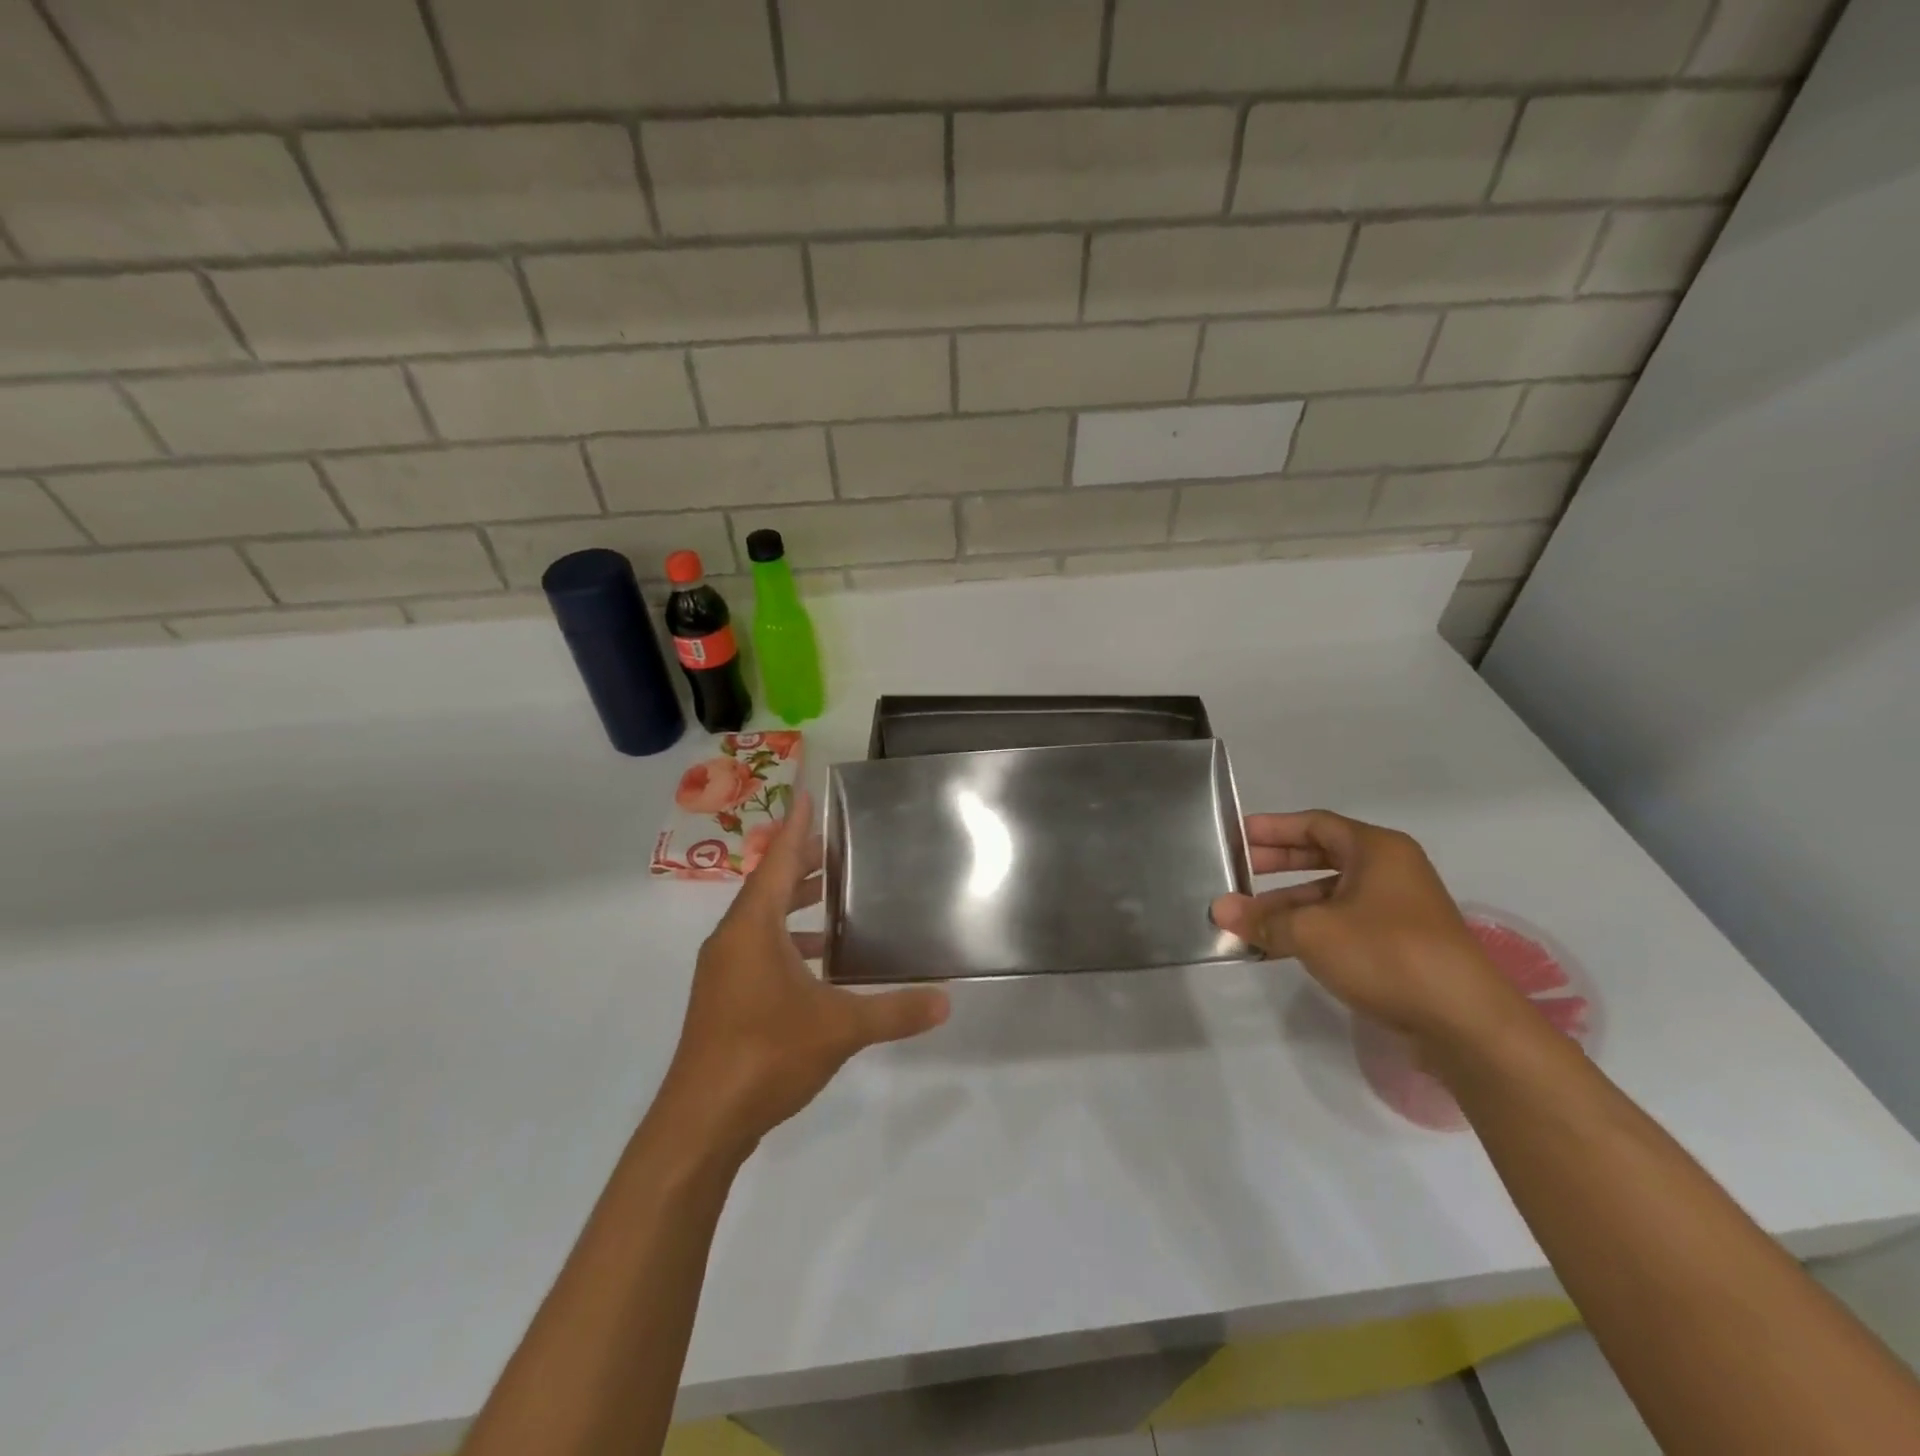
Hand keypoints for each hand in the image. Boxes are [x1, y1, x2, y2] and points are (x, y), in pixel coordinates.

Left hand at [659, 792, 949, 1153]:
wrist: (700, 1123)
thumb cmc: (765, 1055)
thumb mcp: (839, 1028)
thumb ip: (894, 1011)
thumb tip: (946, 1001)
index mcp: (752, 929)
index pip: (776, 862)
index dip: (795, 829)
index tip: (808, 796)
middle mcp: (732, 941)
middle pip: (767, 887)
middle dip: (799, 863)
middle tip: (836, 844)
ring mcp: (723, 973)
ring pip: (761, 921)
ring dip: (793, 905)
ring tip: (832, 896)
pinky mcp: (723, 1001)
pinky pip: (757, 950)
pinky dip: (786, 941)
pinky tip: (818, 962)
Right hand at [1211, 811, 1524, 1048]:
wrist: (1465, 1023)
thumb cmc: (1387, 954)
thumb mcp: (1313, 932)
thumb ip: (1263, 919)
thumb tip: (1219, 909)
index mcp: (1377, 850)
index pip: (1315, 824)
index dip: (1272, 828)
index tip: (1236, 836)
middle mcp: (1390, 871)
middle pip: (1322, 856)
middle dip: (1276, 864)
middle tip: (1236, 871)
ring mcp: (1397, 910)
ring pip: (1330, 895)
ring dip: (1288, 904)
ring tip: (1246, 917)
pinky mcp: (1400, 945)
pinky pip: (1343, 924)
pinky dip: (1310, 929)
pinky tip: (1276, 947)